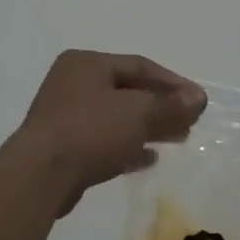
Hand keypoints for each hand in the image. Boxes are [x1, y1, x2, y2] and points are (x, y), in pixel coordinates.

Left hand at [10, 50, 206, 215]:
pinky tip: (149, 159)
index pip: (139, 65)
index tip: (198, 101)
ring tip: (176, 139)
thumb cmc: (91, 131)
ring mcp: (64, 117)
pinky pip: (102, 141)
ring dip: (147, 127)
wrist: (40, 176)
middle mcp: (72, 84)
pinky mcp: (62, 148)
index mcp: (86, 64)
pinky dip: (127, 146)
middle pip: (128, 91)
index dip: (173, 82)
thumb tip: (198, 99)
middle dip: (161, 106)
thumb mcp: (139, 113)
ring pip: (116, 117)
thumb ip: (171, 105)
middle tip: (189, 122)